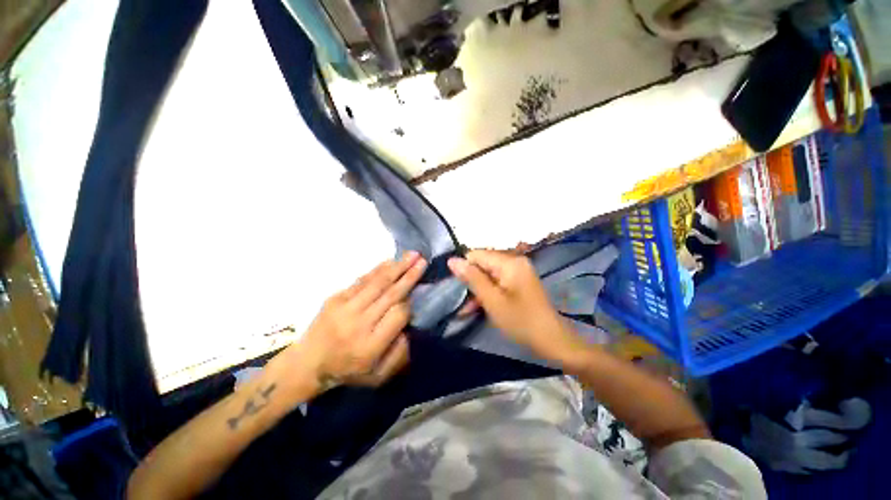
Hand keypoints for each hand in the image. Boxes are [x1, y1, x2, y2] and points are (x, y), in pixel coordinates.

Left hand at [288, 252, 426, 391]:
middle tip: (423, 261)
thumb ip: (399, 355)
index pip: (398, 315)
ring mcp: (345, 308)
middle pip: (390, 294)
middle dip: (409, 276)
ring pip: (377, 283)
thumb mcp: (378, 377)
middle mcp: (359, 324)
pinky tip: (390, 261)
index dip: (409, 304)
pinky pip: (361, 280)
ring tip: (412, 255)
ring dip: (397, 267)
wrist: (306, 364)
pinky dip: (377, 269)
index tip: (415, 298)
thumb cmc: (347, 371)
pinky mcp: (335, 298)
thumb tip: (409, 327)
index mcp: (370, 345)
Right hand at [448, 250, 589, 364]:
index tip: (457, 288)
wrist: (551, 340)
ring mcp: (518, 271)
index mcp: (509, 262)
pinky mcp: (519, 281)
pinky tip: (477, 307)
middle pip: (483, 264)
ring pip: (488, 274)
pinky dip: (488, 293)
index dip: (464, 269)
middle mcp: (514, 261)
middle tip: (461, 302)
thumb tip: (452, 260)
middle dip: (470, 281)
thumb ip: (472, 278)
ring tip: (465, 310)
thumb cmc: (520, 321)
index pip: (476, 255)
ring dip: (477, 290)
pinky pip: (497, 282)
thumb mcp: (492, 300)